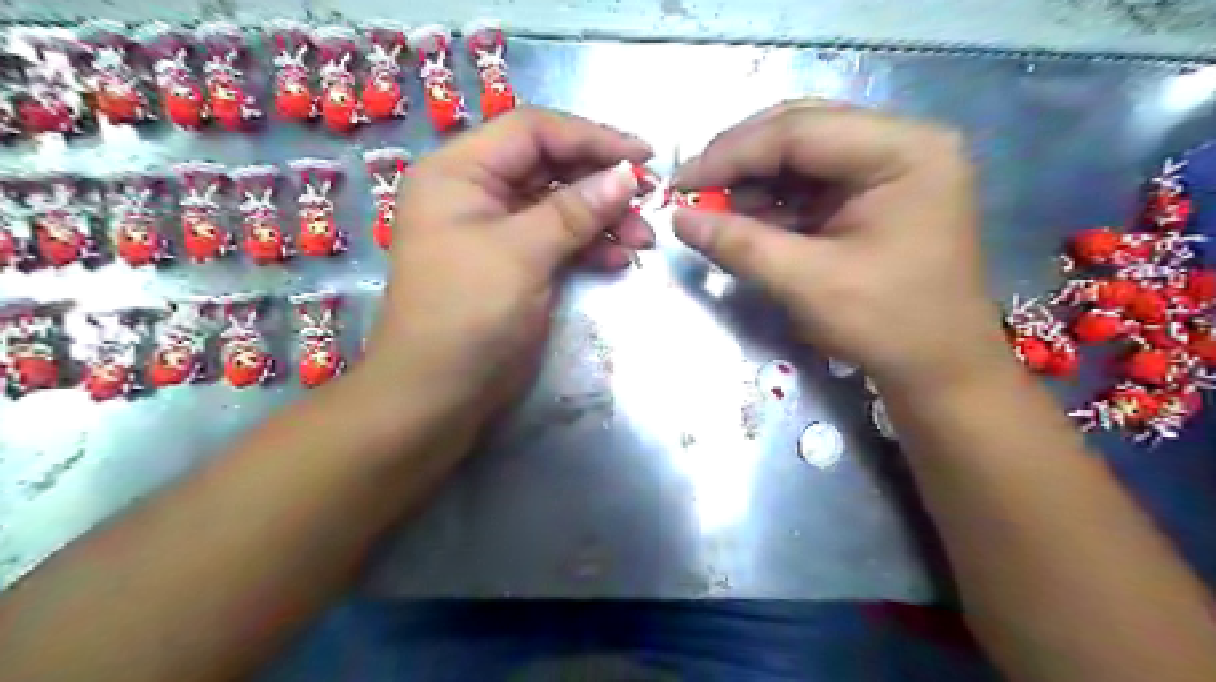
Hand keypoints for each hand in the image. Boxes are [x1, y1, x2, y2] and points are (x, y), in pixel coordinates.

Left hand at [361, 106, 655, 420]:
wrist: (439, 393)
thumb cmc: (469, 313)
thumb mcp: (522, 253)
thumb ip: (575, 210)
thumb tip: (627, 174)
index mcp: (459, 172)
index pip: (533, 131)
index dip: (590, 137)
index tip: (642, 157)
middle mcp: (475, 192)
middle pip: (549, 167)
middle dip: (601, 184)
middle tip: (649, 200)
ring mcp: (496, 230)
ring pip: (559, 205)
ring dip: (603, 218)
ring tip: (643, 239)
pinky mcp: (515, 263)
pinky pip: (557, 240)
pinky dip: (589, 246)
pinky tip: (619, 258)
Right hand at [674, 98, 1006, 387]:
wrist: (939, 371)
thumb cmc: (887, 325)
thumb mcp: (806, 283)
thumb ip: (739, 244)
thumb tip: (678, 219)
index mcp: (904, 150)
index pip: (799, 130)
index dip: (730, 154)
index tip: (680, 184)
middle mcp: (902, 143)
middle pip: (801, 131)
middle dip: (739, 162)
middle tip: (691, 190)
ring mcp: (889, 168)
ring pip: (801, 156)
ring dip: (752, 182)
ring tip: (714, 211)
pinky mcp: (875, 195)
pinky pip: (811, 184)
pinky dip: (772, 202)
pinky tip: (745, 221)